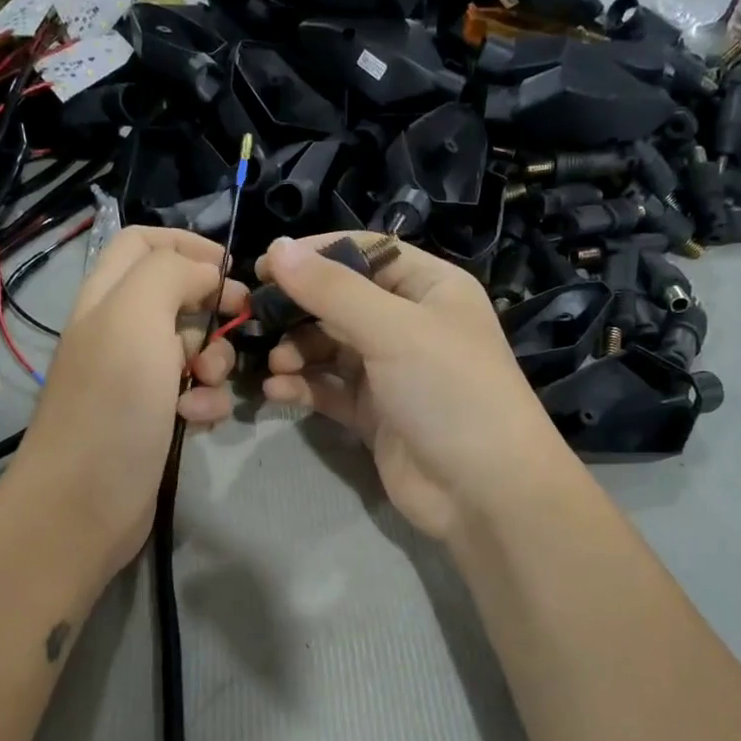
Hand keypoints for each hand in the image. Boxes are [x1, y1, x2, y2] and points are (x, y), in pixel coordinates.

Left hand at [1, 226, 244, 575]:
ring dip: (214, 360)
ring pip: (191, 347)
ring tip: (208, 385)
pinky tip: (198, 419)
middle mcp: (117, 332)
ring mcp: (134, 378)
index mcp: (105, 297)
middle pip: (176, 294)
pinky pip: (192, 392)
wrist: (83, 506)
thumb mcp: (136, 320)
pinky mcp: (152, 418)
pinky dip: (204, 400)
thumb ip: (170, 275)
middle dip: (211, 308)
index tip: (232, 270)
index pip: (143, 242)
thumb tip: (206, 274)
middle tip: (237, 325)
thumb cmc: (111, 406)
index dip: (189, 245)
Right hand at [257, 235, 579, 540]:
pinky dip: (303, 386)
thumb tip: (277, 249)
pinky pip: (328, 389)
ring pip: (330, 347)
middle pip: (341, 301)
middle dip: (299, 308)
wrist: (484, 491)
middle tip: (256, 317)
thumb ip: (332, 290)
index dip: (316, 253)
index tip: (265, 264)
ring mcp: (390, 371)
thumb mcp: (394, 329)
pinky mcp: (373, 413)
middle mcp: (409, 324)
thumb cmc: (449, 391)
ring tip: (276, 363)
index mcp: (430, 288)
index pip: (366, 253)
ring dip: (297, 350)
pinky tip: (277, 390)